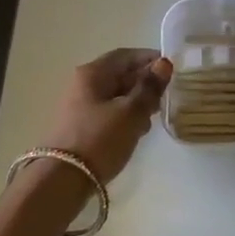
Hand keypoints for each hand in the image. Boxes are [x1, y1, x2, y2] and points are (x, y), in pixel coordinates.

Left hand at [39, 48, 173, 182]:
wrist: (62, 180)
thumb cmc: (100, 140)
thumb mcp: (131, 112)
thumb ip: (149, 87)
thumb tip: (164, 63)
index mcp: (93, 73)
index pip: (125, 55)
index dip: (150, 59)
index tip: (172, 70)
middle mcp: (83, 84)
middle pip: (119, 74)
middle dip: (144, 83)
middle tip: (165, 97)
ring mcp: (79, 106)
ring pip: (115, 95)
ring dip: (136, 102)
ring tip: (153, 118)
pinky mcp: (81, 126)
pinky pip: (108, 113)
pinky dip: (125, 117)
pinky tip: (136, 132)